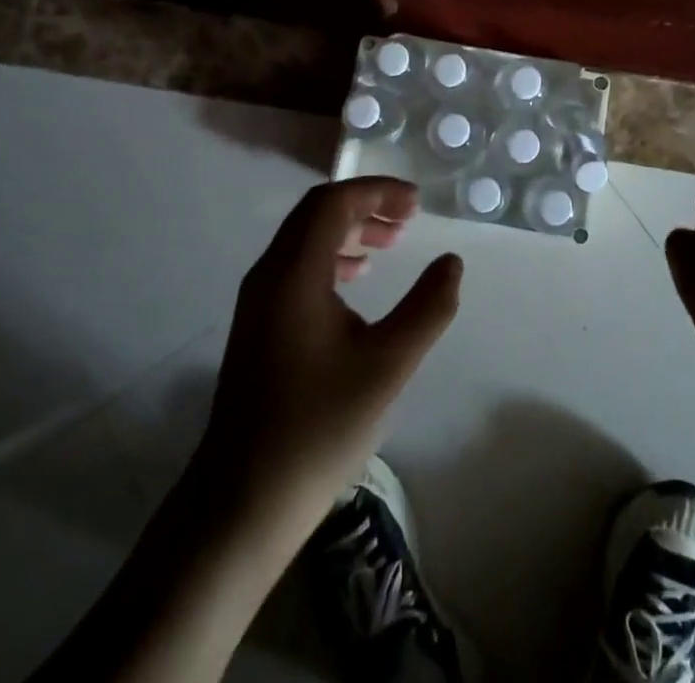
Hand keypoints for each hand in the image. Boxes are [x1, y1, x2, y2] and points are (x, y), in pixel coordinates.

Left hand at [193, 178, 462, 540]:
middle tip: (408, 219)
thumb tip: (452, 263)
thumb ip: (426, 309)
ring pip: (304, 238)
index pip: (333, 203)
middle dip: (365, 205)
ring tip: (390, 243)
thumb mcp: (387, 366)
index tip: (416, 204)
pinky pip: (296, 265)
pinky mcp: (259, 325)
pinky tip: (356, 280)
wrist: (242, 502)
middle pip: (316, 213)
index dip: (377, 192)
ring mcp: (258, 301)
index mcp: (294, 274)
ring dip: (348, 229)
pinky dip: (331, 256)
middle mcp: (269, 275)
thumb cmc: (318, 428)